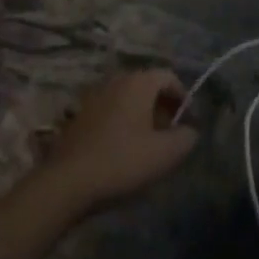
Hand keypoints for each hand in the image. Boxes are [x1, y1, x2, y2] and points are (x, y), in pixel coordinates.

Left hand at [35, 68, 197, 217]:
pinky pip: (110, 111)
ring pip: (127, 98)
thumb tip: (190, 131)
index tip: (188, 122)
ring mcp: (94, 97)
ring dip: (142, 115)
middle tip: (170, 133)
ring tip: (148, 143)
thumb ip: (186, 138)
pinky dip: (122, 122)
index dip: (183, 97)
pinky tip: (123, 149)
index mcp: (138, 83)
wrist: (67, 181)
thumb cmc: (122, 161)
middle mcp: (115, 81)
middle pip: (147, 85)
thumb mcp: (165, 154)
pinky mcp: (79, 116)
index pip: (168, 76)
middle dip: (163, 106)